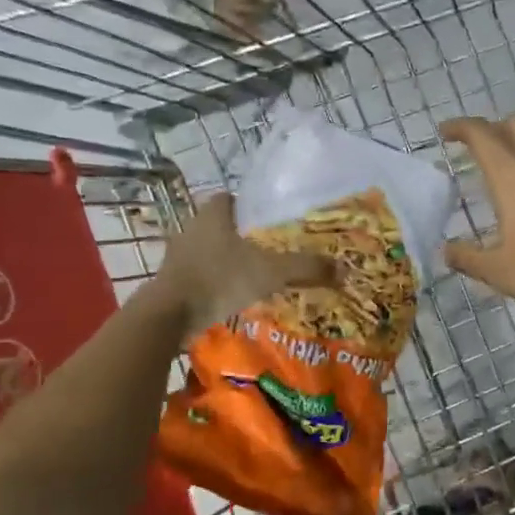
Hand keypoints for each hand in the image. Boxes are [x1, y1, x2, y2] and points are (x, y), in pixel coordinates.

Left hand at [153, 192, 333, 335]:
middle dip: (241, 235)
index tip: (269, 219)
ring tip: (253, 274)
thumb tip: (344, 268)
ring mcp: (178, 256)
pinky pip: (199, 274)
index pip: (230, 198)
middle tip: (269, 248)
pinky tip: (233, 295)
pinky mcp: (172, 281)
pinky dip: (215, 281)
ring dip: (226, 260)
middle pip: (220, 225)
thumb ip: (305, 268)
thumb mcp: (270, 272)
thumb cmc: (220, 280)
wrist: (169, 315)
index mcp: (213, 215)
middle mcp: (192, 228)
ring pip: (208, 250)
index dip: (249, 205)